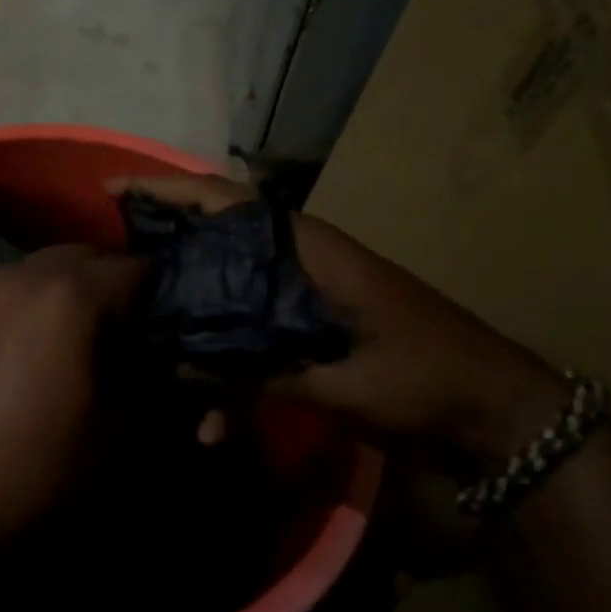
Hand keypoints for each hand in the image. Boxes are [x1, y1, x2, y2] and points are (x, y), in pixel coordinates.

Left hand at [0, 245, 147, 556]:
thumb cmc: (33, 470)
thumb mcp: (120, 440)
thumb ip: (165, 393)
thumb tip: (181, 371)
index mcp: (71, 295)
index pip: (140, 269)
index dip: (164, 302)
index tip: (168, 340)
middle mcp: (25, 272)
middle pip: (91, 257)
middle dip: (117, 290)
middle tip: (129, 343)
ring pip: (49, 268)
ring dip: (75, 292)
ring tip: (83, 347)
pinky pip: (16, 286)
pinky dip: (38, 302)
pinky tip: (38, 351)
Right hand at [110, 174, 567, 471]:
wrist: (500, 418)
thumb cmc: (428, 381)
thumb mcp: (343, 382)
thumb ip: (261, 373)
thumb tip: (181, 372)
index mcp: (310, 250)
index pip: (227, 201)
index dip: (168, 191)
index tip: (114, 192)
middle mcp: (298, 263)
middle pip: (216, 239)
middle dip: (164, 247)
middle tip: (110, 262)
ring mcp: (302, 298)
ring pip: (226, 289)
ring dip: (189, 312)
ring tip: (143, 339)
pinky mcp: (308, 332)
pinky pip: (249, 334)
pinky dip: (227, 368)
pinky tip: (210, 420)